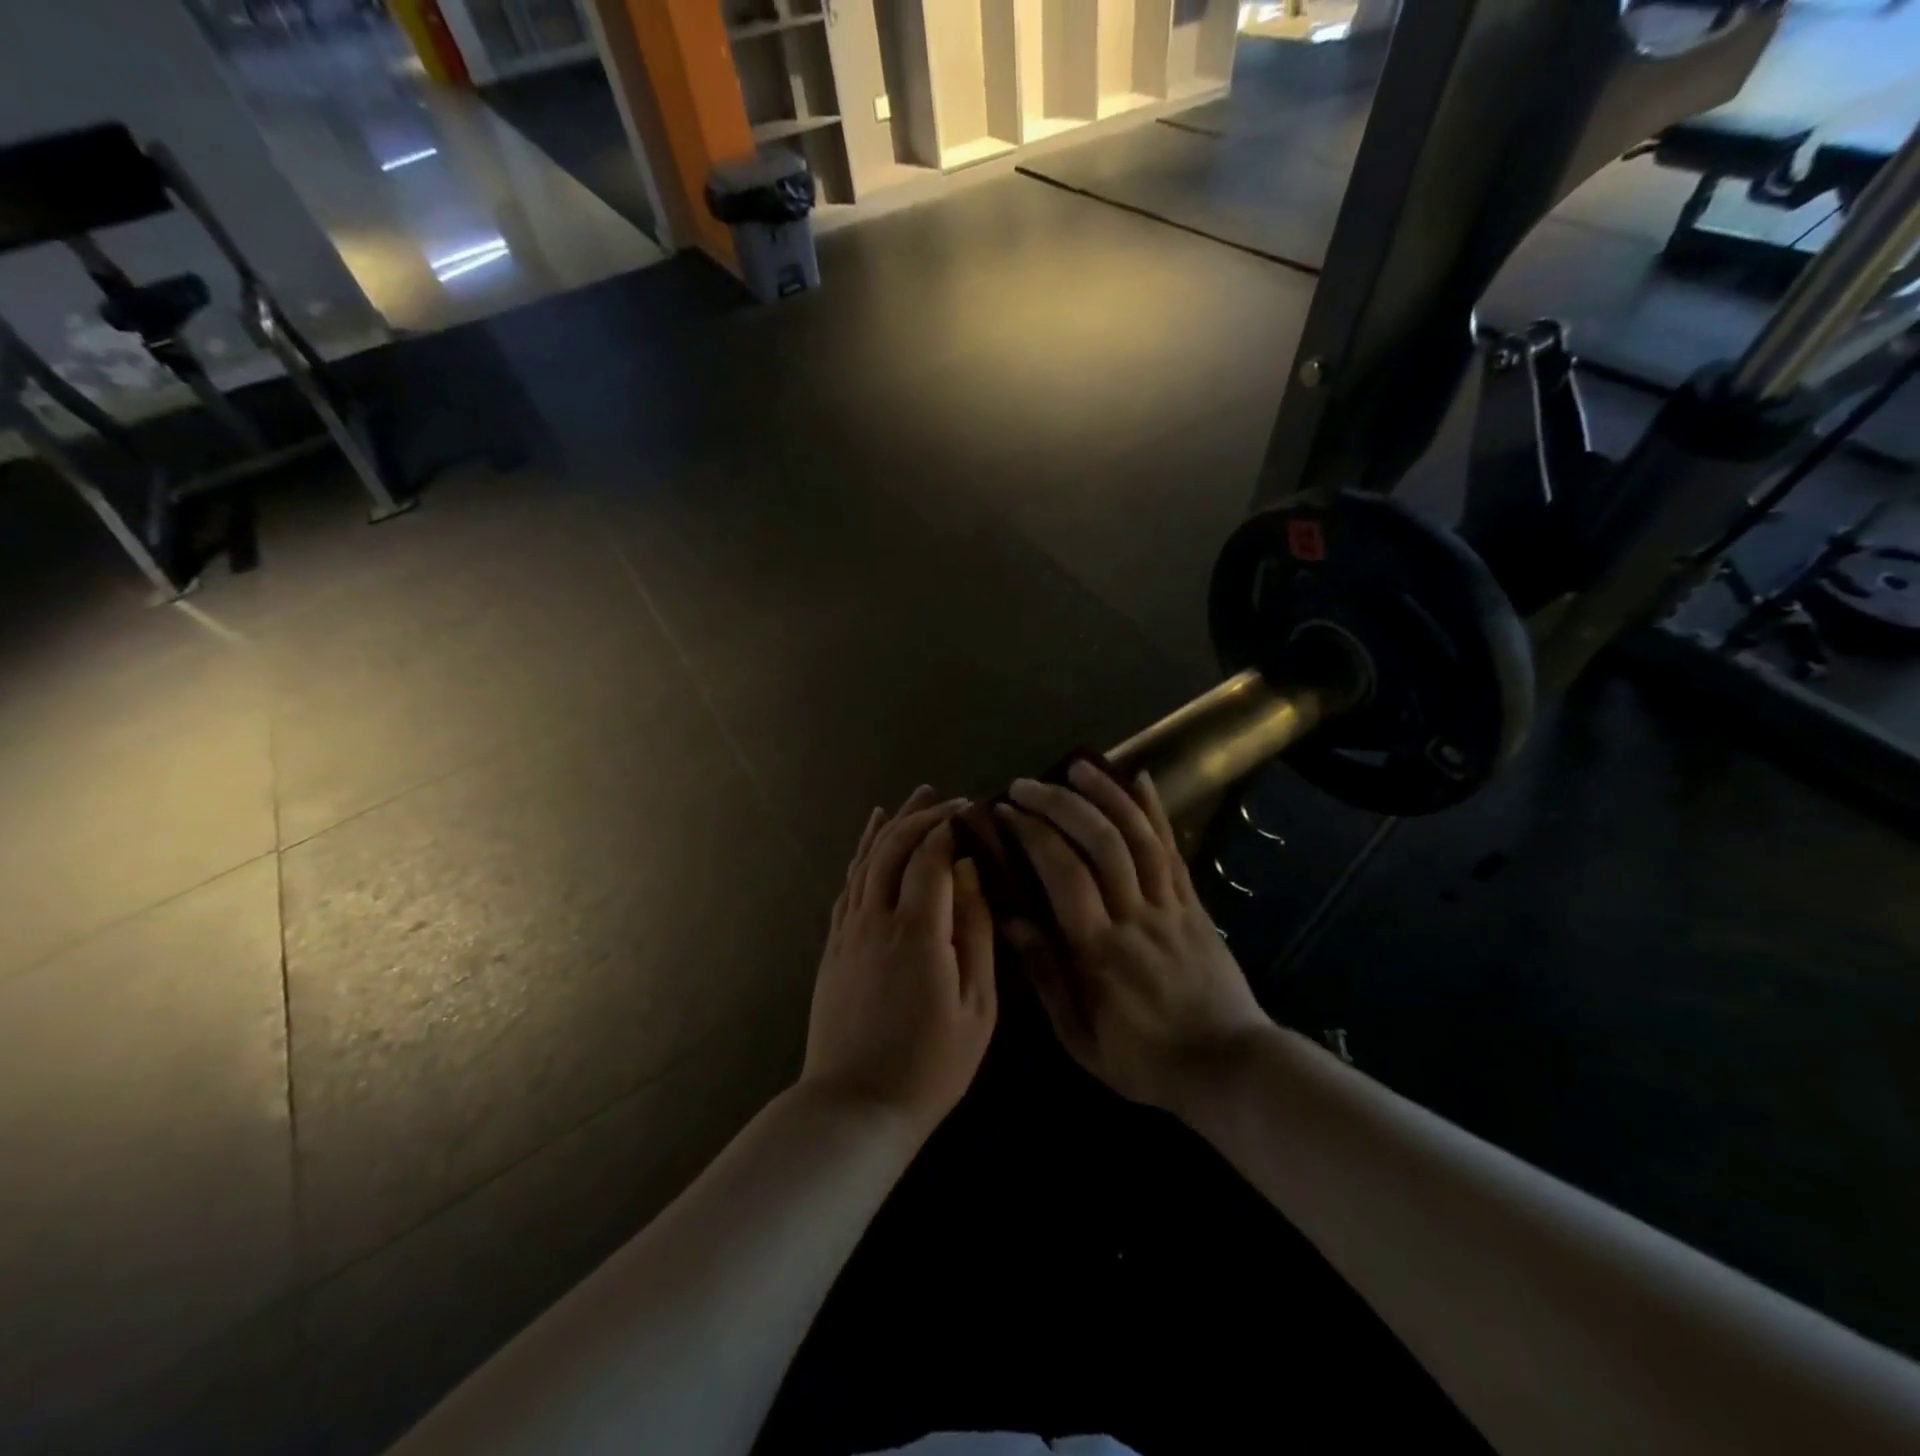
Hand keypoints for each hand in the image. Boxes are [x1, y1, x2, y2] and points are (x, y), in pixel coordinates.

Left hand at [801, 786, 997, 1139]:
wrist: (855, 1106)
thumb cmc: (930, 1064)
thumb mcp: (976, 1007)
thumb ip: (975, 933)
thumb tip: (971, 874)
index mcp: (916, 931)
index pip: (929, 857)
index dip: (948, 828)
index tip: (970, 810)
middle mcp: (875, 919)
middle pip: (893, 849)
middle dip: (920, 816)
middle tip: (944, 796)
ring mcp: (848, 930)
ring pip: (866, 860)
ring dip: (890, 826)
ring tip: (911, 798)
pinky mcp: (833, 945)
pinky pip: (848, 885)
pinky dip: (861, 854)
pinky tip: (871, 839)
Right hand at [996, 762, 1270, 1115]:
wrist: (1229, 1067)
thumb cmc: (1145, 1060)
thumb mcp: (1081, 1039)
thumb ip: (1046, 977)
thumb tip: (1011, 921)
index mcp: (1100, 950)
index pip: (1063, 874)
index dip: (1032, 834)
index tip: (1004, 812)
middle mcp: (1136, 915)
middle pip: (1100, 843)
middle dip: (1060, 804)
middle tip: (1026, 785)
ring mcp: (1170, 905)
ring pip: (1139, 837)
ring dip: (1107, 795)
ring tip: (1078, 765)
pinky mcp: (1194, 903)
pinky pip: (1174, 850)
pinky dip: (1156, 811)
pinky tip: (1140, 779)